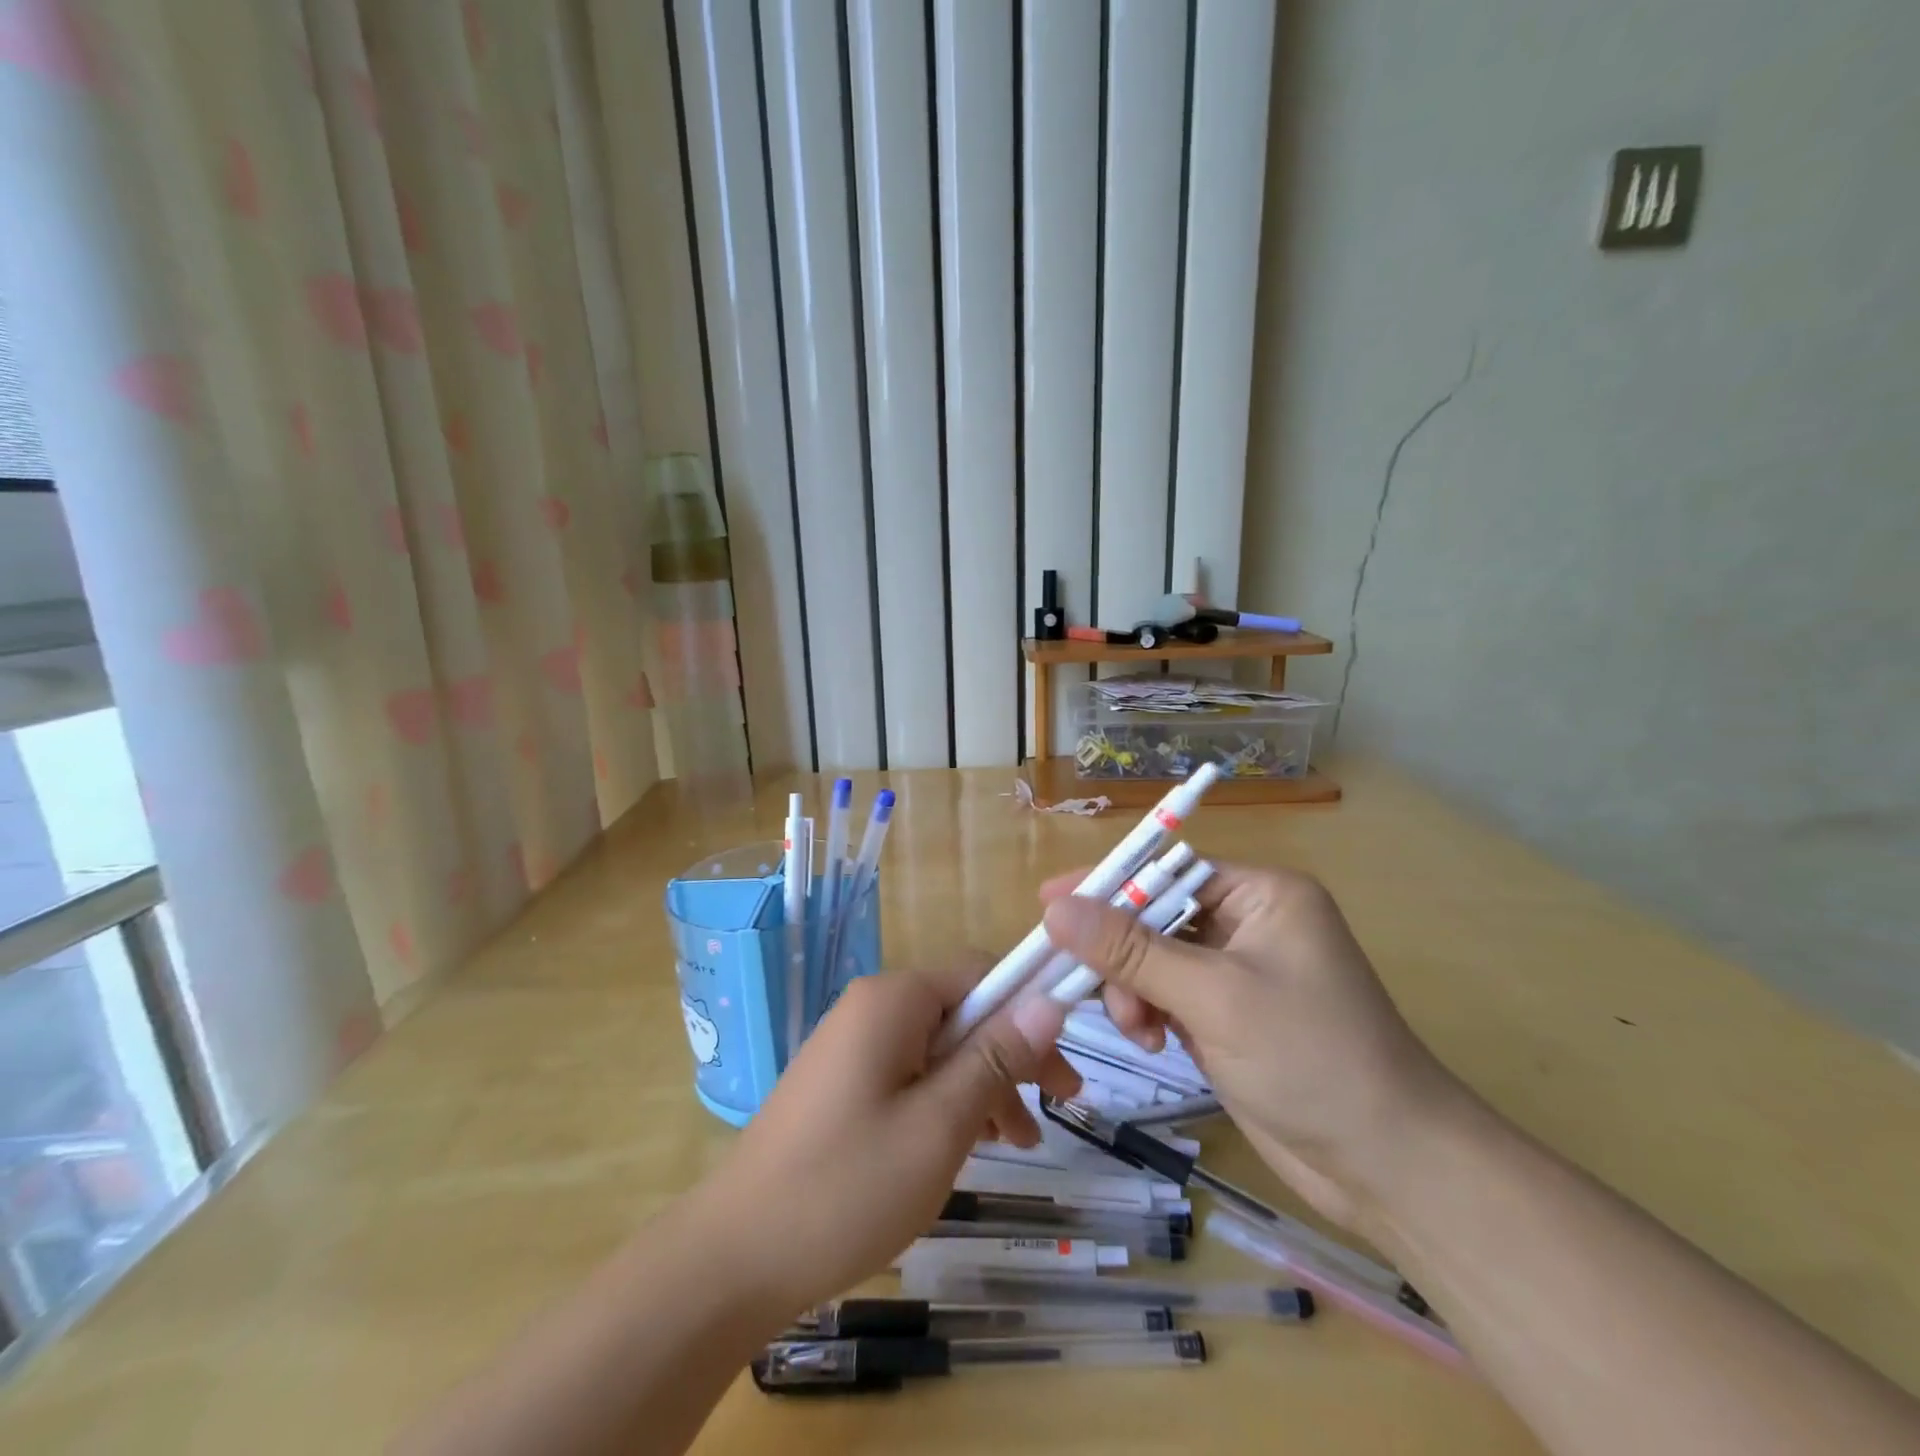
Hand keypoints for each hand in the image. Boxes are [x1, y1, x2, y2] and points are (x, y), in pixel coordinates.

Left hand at [694, 967, 1080, 1317]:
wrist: (733, 1258)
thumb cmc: (847, 1187)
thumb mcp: (940, 1123)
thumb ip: (995, 1057)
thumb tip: (1048, 999)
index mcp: (893, 1000)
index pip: (981, 975)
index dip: (1031, 1013)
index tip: (1064, 1073)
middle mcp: (871, 1008)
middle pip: (961, 1012)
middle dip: (1010, 1056)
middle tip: (1054, 1113)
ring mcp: (850, 1045)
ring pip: (938, 1047)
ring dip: (981, 1085)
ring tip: (1015, 1145)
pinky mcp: (840, 1083)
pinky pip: (908, 1073)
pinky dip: (944, 1101)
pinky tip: (964, 1146)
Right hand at [1040, 864, 1464, 1235]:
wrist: (1389, 1168)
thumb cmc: (1310, 1058)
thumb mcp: (1213, 996)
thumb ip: (1131, 951)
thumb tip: (1056, 909)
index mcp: (1261, 894)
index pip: (1166, 871)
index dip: (1108, 885)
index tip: (1048, 901)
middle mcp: (1249, 922)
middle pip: (1154, 916)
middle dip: (1121, 954)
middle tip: (1089, 989)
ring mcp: (1237, 973)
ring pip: (1153, 960)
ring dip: (1132, 990)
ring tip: (1137, 1029)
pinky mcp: (1227, 1016)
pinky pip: (1166, 996)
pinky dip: (1149, 1013)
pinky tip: (1151, 1041)